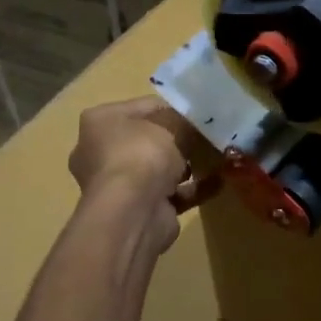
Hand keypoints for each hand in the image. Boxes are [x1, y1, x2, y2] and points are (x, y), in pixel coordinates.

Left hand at [69, 96, 216, 250]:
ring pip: (162, 168)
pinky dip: (195, 187)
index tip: (202, 113)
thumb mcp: (171, 124)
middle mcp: (103, 151)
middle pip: (153, 138)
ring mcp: (121, 183)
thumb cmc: (142, 155)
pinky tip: (220, 181)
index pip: (145, 107)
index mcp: (101, 122)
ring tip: (219, 157)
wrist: (133, 213)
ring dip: (189, 164)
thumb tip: (201, 120)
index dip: (176, 108)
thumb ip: (188, 119)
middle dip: (183, 139)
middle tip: (211, 135)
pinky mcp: (140, 208)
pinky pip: (173, 193)